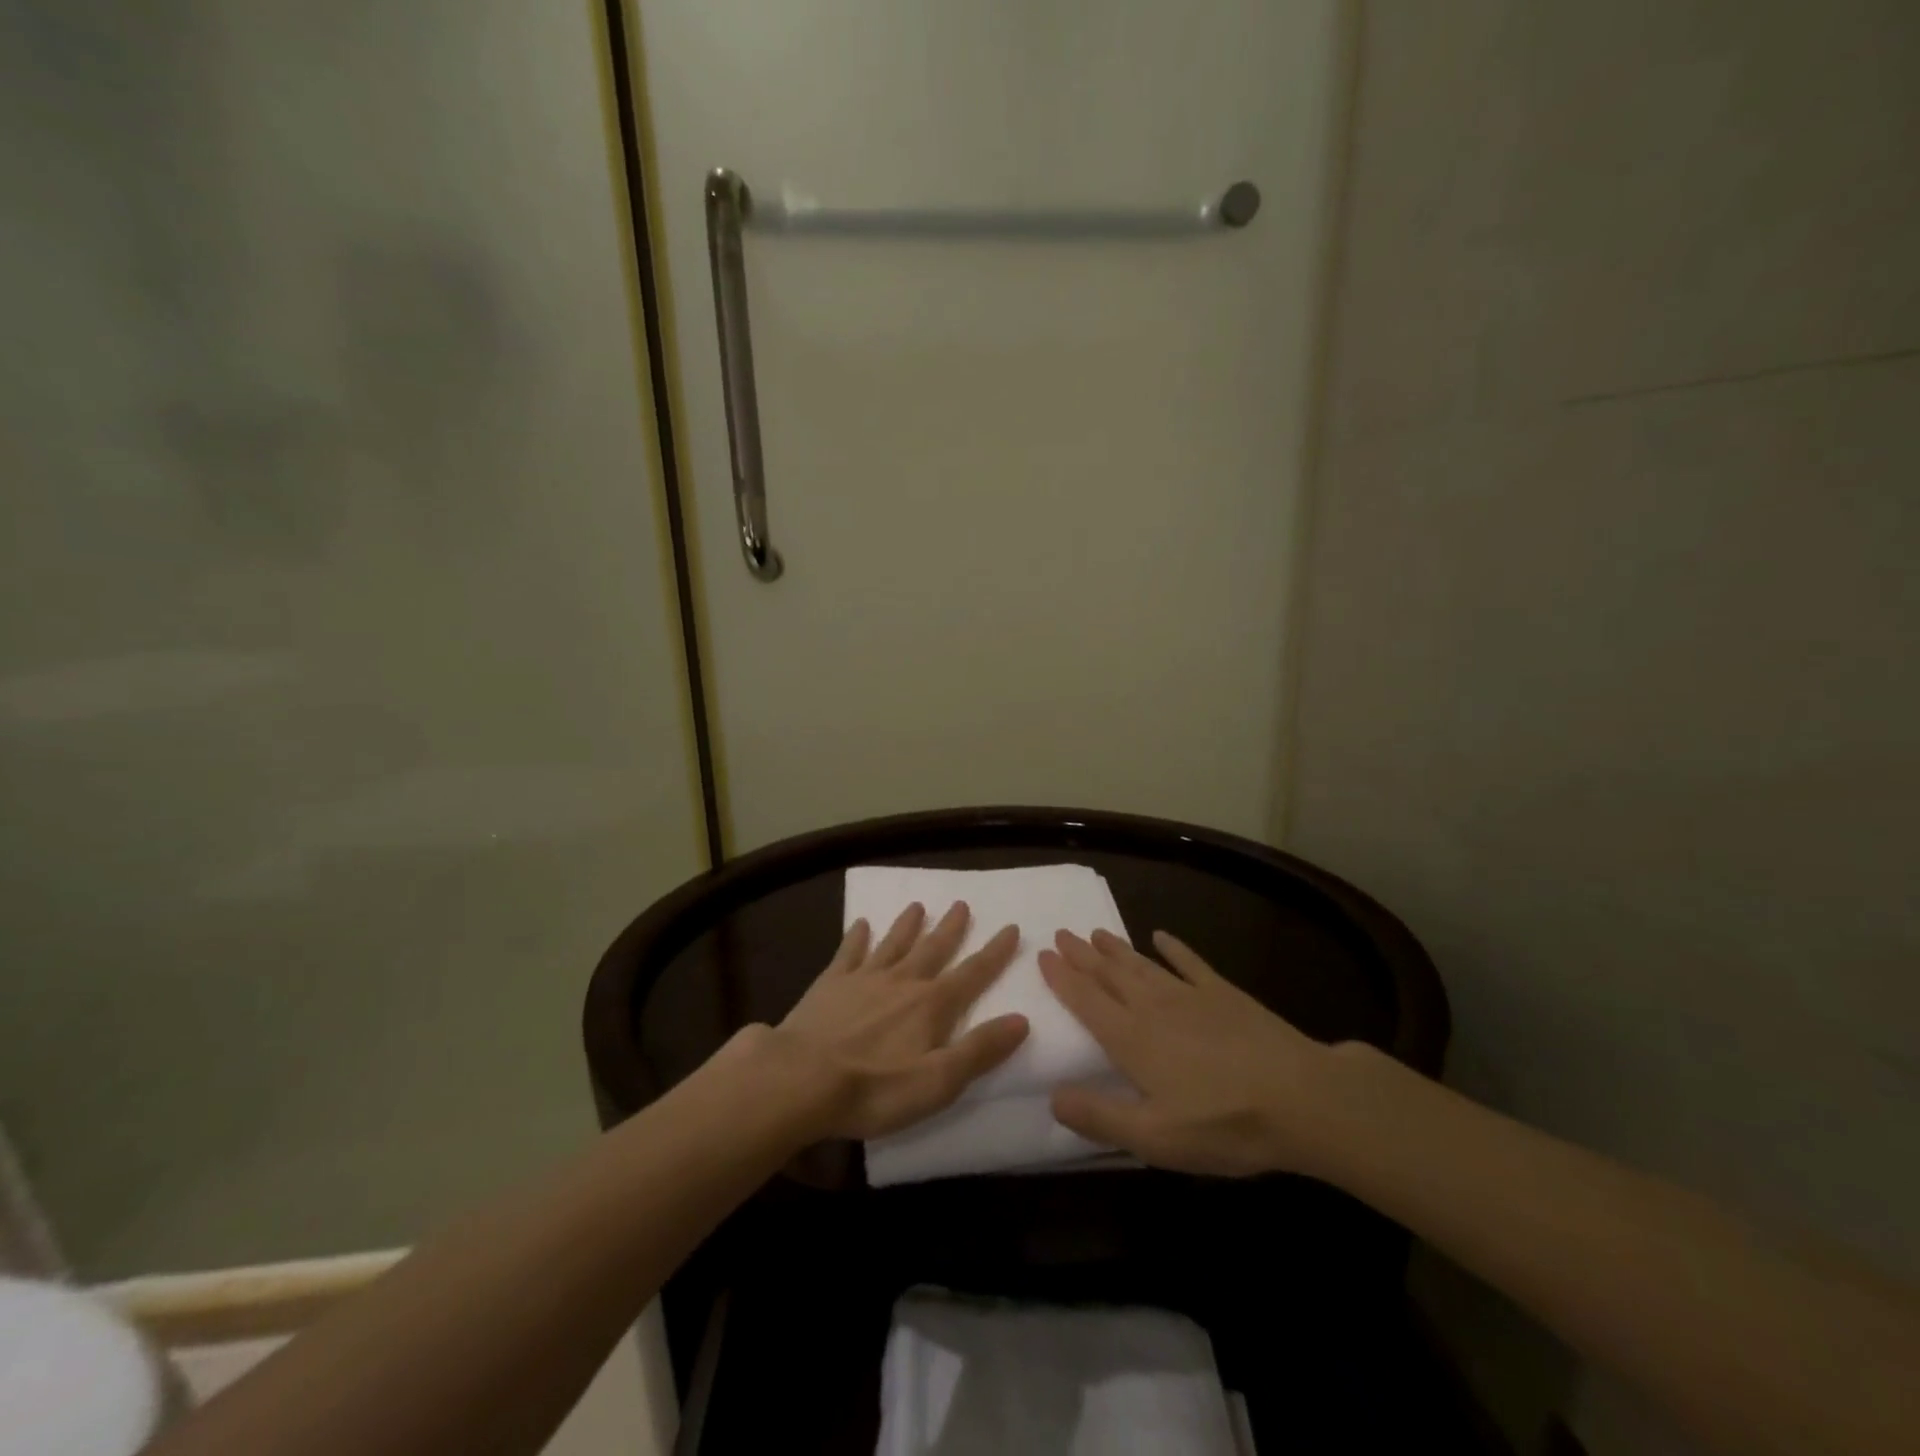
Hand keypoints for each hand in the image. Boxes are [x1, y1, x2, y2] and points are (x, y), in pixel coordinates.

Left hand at [764, 901, 1029, 1141]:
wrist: (802, 1079)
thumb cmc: (875, 1088)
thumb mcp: (939, 1081)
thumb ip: (980, 1049)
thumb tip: (1022, 1019)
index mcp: (932, 1005)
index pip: (973, 973)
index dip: (995, 952)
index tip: (1011, 928)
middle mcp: (902, 981)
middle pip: (933, 949)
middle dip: (951, 928)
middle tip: (961, 904)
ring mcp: (864, 978)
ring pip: (893, 943)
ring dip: (907, 925)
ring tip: (917, 905)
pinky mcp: (830, 984)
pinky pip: (848, 952)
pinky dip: (856, 937)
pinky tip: (859, 924)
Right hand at [1038, 928, 1343, 1175]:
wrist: (1302, 1097)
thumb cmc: (1224, 1123)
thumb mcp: (1155, 1137)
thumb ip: (1100, 1117)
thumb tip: (1052, 1098)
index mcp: (1132, 1039)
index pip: (1086, 1001)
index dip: (1062, 978)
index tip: (1043, 955)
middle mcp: (1153, 1008)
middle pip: (1109, 975)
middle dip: (1082, 955)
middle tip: (1060, 933)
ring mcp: (1191, 996)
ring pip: (1142, 965)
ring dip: (1116, 949)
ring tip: (1095, 933)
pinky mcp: (1225, 994)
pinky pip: (1191, 963)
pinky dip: (1174, 948)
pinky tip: (1162, 936)